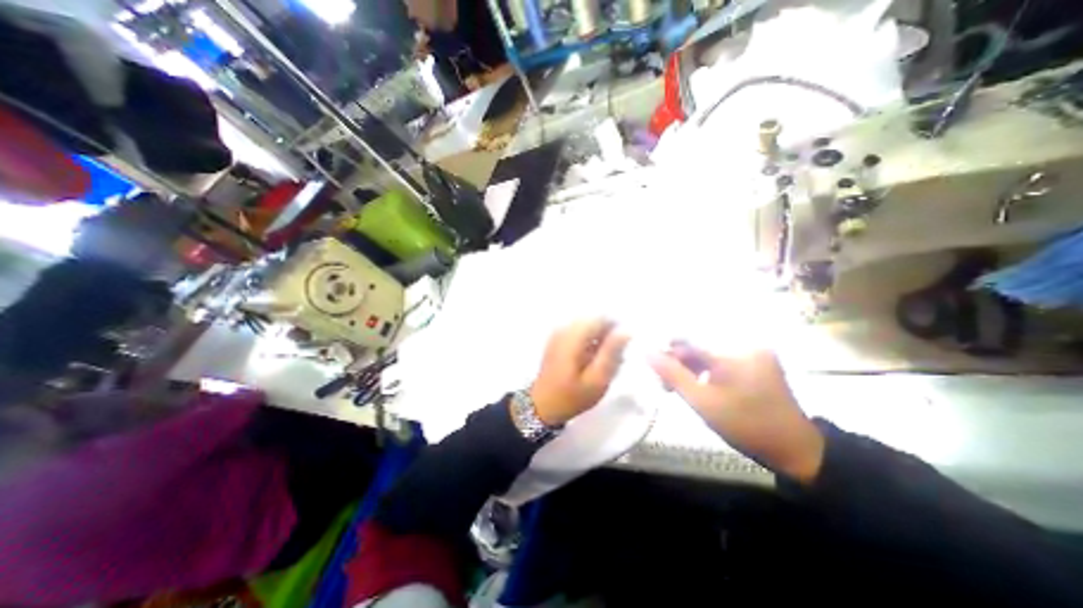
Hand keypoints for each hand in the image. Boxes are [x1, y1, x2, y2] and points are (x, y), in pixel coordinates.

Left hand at [531, 322, 631, 423]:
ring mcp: (558, 333)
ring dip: (598, 338)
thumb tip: (625, 331)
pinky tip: (591, 359)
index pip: (600, 318)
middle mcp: (564, 329)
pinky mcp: (557, 339)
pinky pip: (578, 332)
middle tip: (615, 356)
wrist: (543, 406)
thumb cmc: (572, 396)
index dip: (616, 327)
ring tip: (604, 360)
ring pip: (587, 326)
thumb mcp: (597, 380)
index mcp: (573, 337)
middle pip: (593, 320)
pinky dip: (588, 341)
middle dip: (607, 334)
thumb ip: (611, 353)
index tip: (623, 345)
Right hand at [651, 346, 820, 484]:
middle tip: (667, 382)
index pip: (687, 337)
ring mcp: (753, 349)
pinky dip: (706, 366)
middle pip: (698, 341)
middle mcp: (744, 342)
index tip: (655, 366)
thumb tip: (647, 352)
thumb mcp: (702, 402)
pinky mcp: (756, 358)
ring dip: (690, 364)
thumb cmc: (744, 425)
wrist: (794, 448)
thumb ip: (672, 374)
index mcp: (732, 351)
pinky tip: (698, 382)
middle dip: (679, 360)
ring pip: (708, 348)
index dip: (667, 349)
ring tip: (680, 385)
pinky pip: (721, 355)